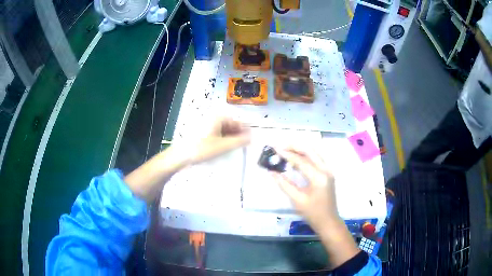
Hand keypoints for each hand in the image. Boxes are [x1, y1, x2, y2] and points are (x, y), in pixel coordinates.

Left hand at [190, 117, 250, 163]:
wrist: (181, 156)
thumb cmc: (201, 148)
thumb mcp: (223, 146)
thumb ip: (239, 141)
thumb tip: (251, 138)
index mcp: (217, 118)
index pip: (236, 121)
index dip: (244, 130)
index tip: (249, 139)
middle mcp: (212, 119)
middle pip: (230, 126)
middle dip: (237, 135)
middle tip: (242, 146)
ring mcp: (206, 127)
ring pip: (223, 131)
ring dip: (230, 139)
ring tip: (233, 149)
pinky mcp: (202, 134)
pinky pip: (216, 135)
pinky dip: (222, 141)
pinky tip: (223, 150)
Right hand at [272, 147, 338, 231]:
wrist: (328, 221)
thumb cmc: (313, 213)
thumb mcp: (297, 200)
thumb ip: (284, 184)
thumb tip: (272, 172)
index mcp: (319, 177)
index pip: (302, 161)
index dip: (287, 155)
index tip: (275, 150)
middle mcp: (326, 170)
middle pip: (310, 151)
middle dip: (295, 146)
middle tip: (281, 146)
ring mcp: (329, 170)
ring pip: (314, 153)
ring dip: (300, 149)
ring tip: (286, 150)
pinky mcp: (328, 173)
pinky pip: (316, 159)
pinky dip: (306, 156)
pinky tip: (296, 159)